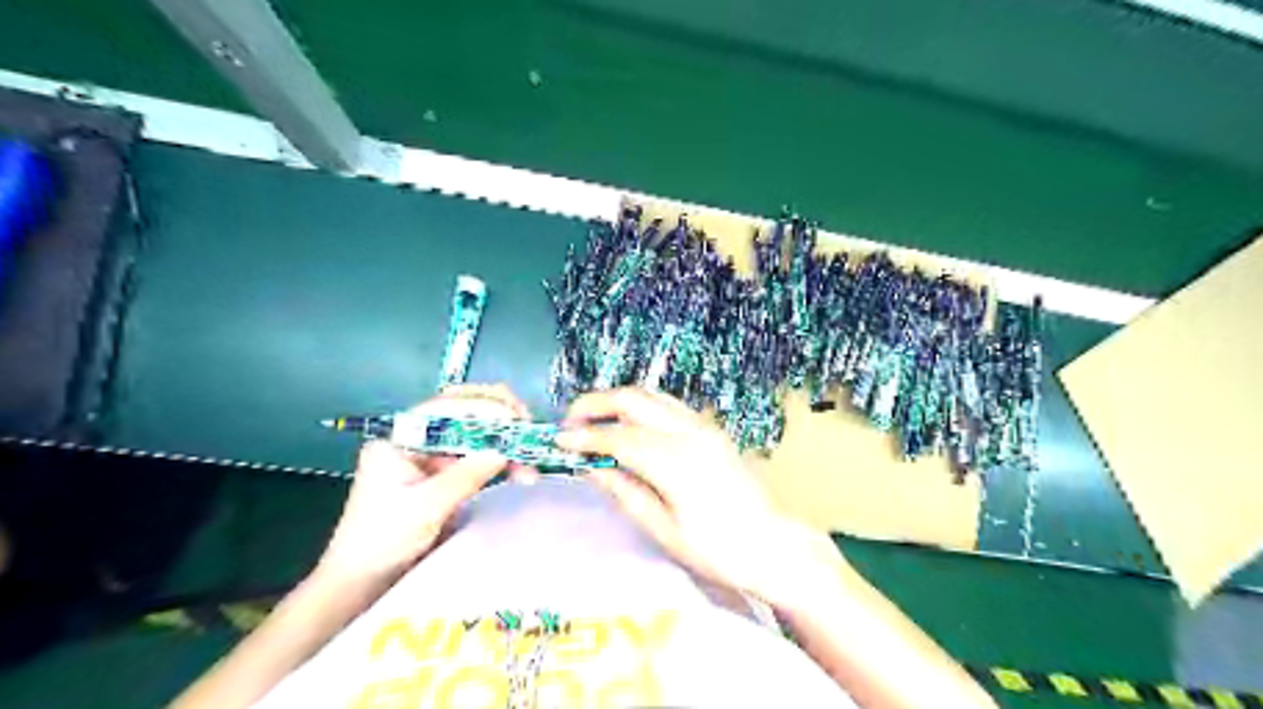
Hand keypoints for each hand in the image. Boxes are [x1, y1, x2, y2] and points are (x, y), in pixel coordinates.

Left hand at [317, 381, 537, 586]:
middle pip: (462, 415)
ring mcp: (429, 458)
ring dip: (504, 445)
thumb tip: (504, 450)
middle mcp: (415, 440)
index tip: (515, 418)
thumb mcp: (426, 507)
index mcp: (399, 439)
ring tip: (531, 462)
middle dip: (498, 418)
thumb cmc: (382, 541)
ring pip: (474, 438)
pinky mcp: (442, 477)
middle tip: (527, 428)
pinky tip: (519, 472)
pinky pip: (476, 459)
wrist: (361, 584)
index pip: (446, 408)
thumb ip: (466, 475)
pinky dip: (498, 463)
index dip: (484, 407)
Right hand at [559, 389, 835, 609]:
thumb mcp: (663, 529)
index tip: (558, 441)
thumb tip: (589, 466)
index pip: (617, 437)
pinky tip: (629, 426)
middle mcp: (689, 431)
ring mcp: (703, 425)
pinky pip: (667, 405)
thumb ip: (624, 490)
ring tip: (594, 422)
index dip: (583, 437)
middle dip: (595, 404)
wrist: (772, 545)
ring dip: (618, 401)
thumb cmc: (718, 549)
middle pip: (632, 399)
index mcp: (675, 461)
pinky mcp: (710, 428)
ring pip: (651, 395)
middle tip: (570, 423)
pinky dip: (641, 407)